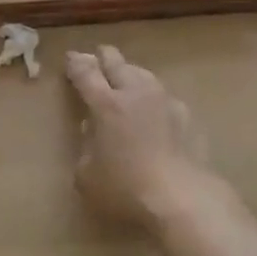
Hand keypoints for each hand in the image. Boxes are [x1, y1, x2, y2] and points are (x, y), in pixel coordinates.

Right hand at [65, 45, 218, 232]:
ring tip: (124, 79)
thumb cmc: (126, 189)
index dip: (75, 63)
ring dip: (129, 72)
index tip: (70, 58)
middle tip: (95, 58)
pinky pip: (163, 95)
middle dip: (102, 57)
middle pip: (116, 61)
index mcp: (105, 104)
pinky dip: (152, 96)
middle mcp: (134, 93)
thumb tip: (91, 129)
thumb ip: (86, 146)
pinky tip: (153, 108)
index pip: (85, 72)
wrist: (182, 198)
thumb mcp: (87, 174)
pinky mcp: (186, 114)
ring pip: (142, 73)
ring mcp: (163, 100)